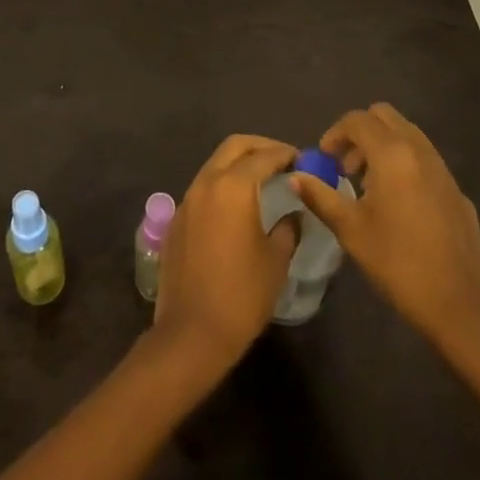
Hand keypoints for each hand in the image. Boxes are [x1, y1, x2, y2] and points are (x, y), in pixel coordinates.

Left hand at [153, 135, 300, 369]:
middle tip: (282, 159)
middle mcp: (206, 183)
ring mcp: (187, 199)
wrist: (192, 332)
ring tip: (263, 178)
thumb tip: (292, 214)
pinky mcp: (177, 218)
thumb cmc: (242, 295)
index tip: (302, 159)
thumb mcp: (276, 261)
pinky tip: (236, 205)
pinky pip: (203, 187)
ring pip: (215, 164)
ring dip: (239, 163)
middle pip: (234, 146)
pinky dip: (222, 183)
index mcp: (233, 187)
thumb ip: (287, 228)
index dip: (285, 154)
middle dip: (260, 146)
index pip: (263, 156)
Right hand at [292, 104, 479, 349]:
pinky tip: (400, 207)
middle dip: (360, 132)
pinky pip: (426, 161)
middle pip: (385, 116)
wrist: (459, 307)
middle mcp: (420, 152)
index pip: (358, 120)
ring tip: (369, 186)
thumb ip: (320, 196)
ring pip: (408, 135)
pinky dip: (406, 166)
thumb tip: (295, 177)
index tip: (324, 159)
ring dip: (384, 147)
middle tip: (346, 166)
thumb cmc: (397, 263)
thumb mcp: (350, 230)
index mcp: (392, 155)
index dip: (335, 133)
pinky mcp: (458, 192)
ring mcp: (444, 171)